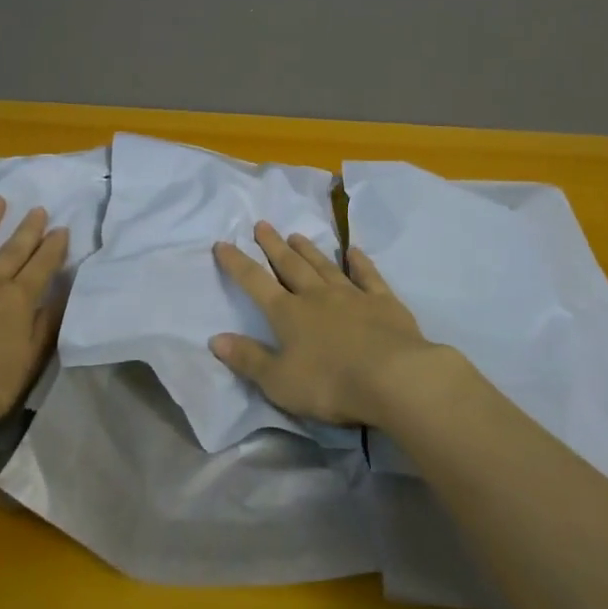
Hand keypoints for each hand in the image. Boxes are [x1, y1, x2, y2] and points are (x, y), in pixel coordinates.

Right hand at [209, 221, 443, 426]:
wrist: (392, 377)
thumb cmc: (330, 384)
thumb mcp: (279, 381)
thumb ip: (248, 358)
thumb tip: (215, 338)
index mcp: (288, 314)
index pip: (256, 283)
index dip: (237, 264)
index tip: (223, 243)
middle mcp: (316, 296)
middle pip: (290, 265)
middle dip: (273, 245)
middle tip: (262, 224)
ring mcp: (351, 295)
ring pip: (324, 265)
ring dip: (309, 250)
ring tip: (296, 234)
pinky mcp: (383, 302)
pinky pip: (367, 275)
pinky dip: (360, 261)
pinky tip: (354, 251)